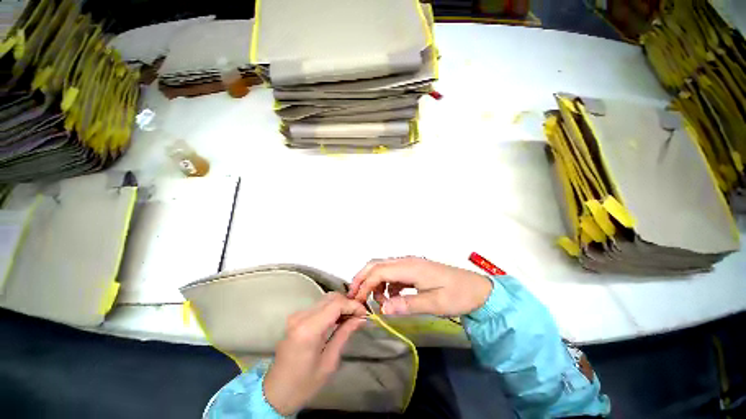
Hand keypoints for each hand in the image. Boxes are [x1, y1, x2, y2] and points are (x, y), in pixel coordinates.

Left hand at [263, 293, 366, 415]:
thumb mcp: (329, 362)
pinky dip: (331, 308)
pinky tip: (339, 319)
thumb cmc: (304, 384)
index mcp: (308, 329)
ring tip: (352, 317)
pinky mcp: (296, 318)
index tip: (365, 313)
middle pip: (331, 297)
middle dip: (348, 303)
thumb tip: (360, 318)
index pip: (336, 304)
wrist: (275, 393)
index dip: (353, 305)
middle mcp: (301, 316)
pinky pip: (318, 306)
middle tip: (360, 315)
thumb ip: (344, 334)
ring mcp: (296, 315)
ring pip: (325, 299)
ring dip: (340, 304)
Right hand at [348, 257, 492, 316]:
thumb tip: (383, 309)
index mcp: (411, 267)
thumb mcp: (435, 304)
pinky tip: (391, 298)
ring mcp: (410, 264)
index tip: (357, 301)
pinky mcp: (413, 270)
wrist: (477, 289)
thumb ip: (408, 304)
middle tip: (355, 296)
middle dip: (363, 278)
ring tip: (375, 301)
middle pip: (377, 264)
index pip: (380, 271)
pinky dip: (386, 284)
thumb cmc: (458, 295)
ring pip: (383, 267)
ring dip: (374, 281)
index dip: (365, 284)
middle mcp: (407, 261)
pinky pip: (393, 274)